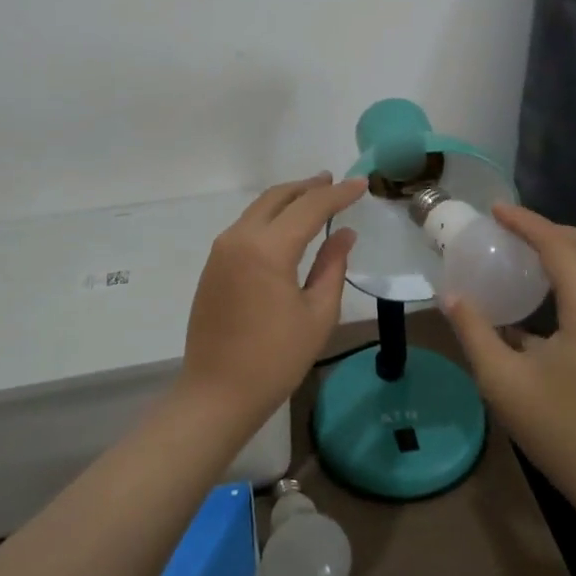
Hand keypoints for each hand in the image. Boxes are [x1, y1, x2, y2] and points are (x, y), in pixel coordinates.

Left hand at [179, 173, 365, 424]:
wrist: (217, 393)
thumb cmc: (275, 359)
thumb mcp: (317, 314)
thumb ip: (332, 266)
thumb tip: (343, 233)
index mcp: (268, 249)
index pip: (310, 207)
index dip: (338, 194)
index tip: (361, 184)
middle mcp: (240, 238)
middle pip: (278, 197)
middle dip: (308, 187)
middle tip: (334, 182)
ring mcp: (221, 251)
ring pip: (258, 209)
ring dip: (287, 199)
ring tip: (314, 197)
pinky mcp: (213, 266)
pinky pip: (246, 227)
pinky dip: (270, 217)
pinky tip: (287, 227)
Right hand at [443, 205, 575, 507]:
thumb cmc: (561, 431)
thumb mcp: (503, 381)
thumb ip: (475, 331)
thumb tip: (450, 295)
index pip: (559, 247)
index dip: (526, 223)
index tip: (495, 210)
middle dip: (555, 230)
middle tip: (516, 233)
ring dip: (571, 250)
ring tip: (530, 255)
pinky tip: (549, 293)